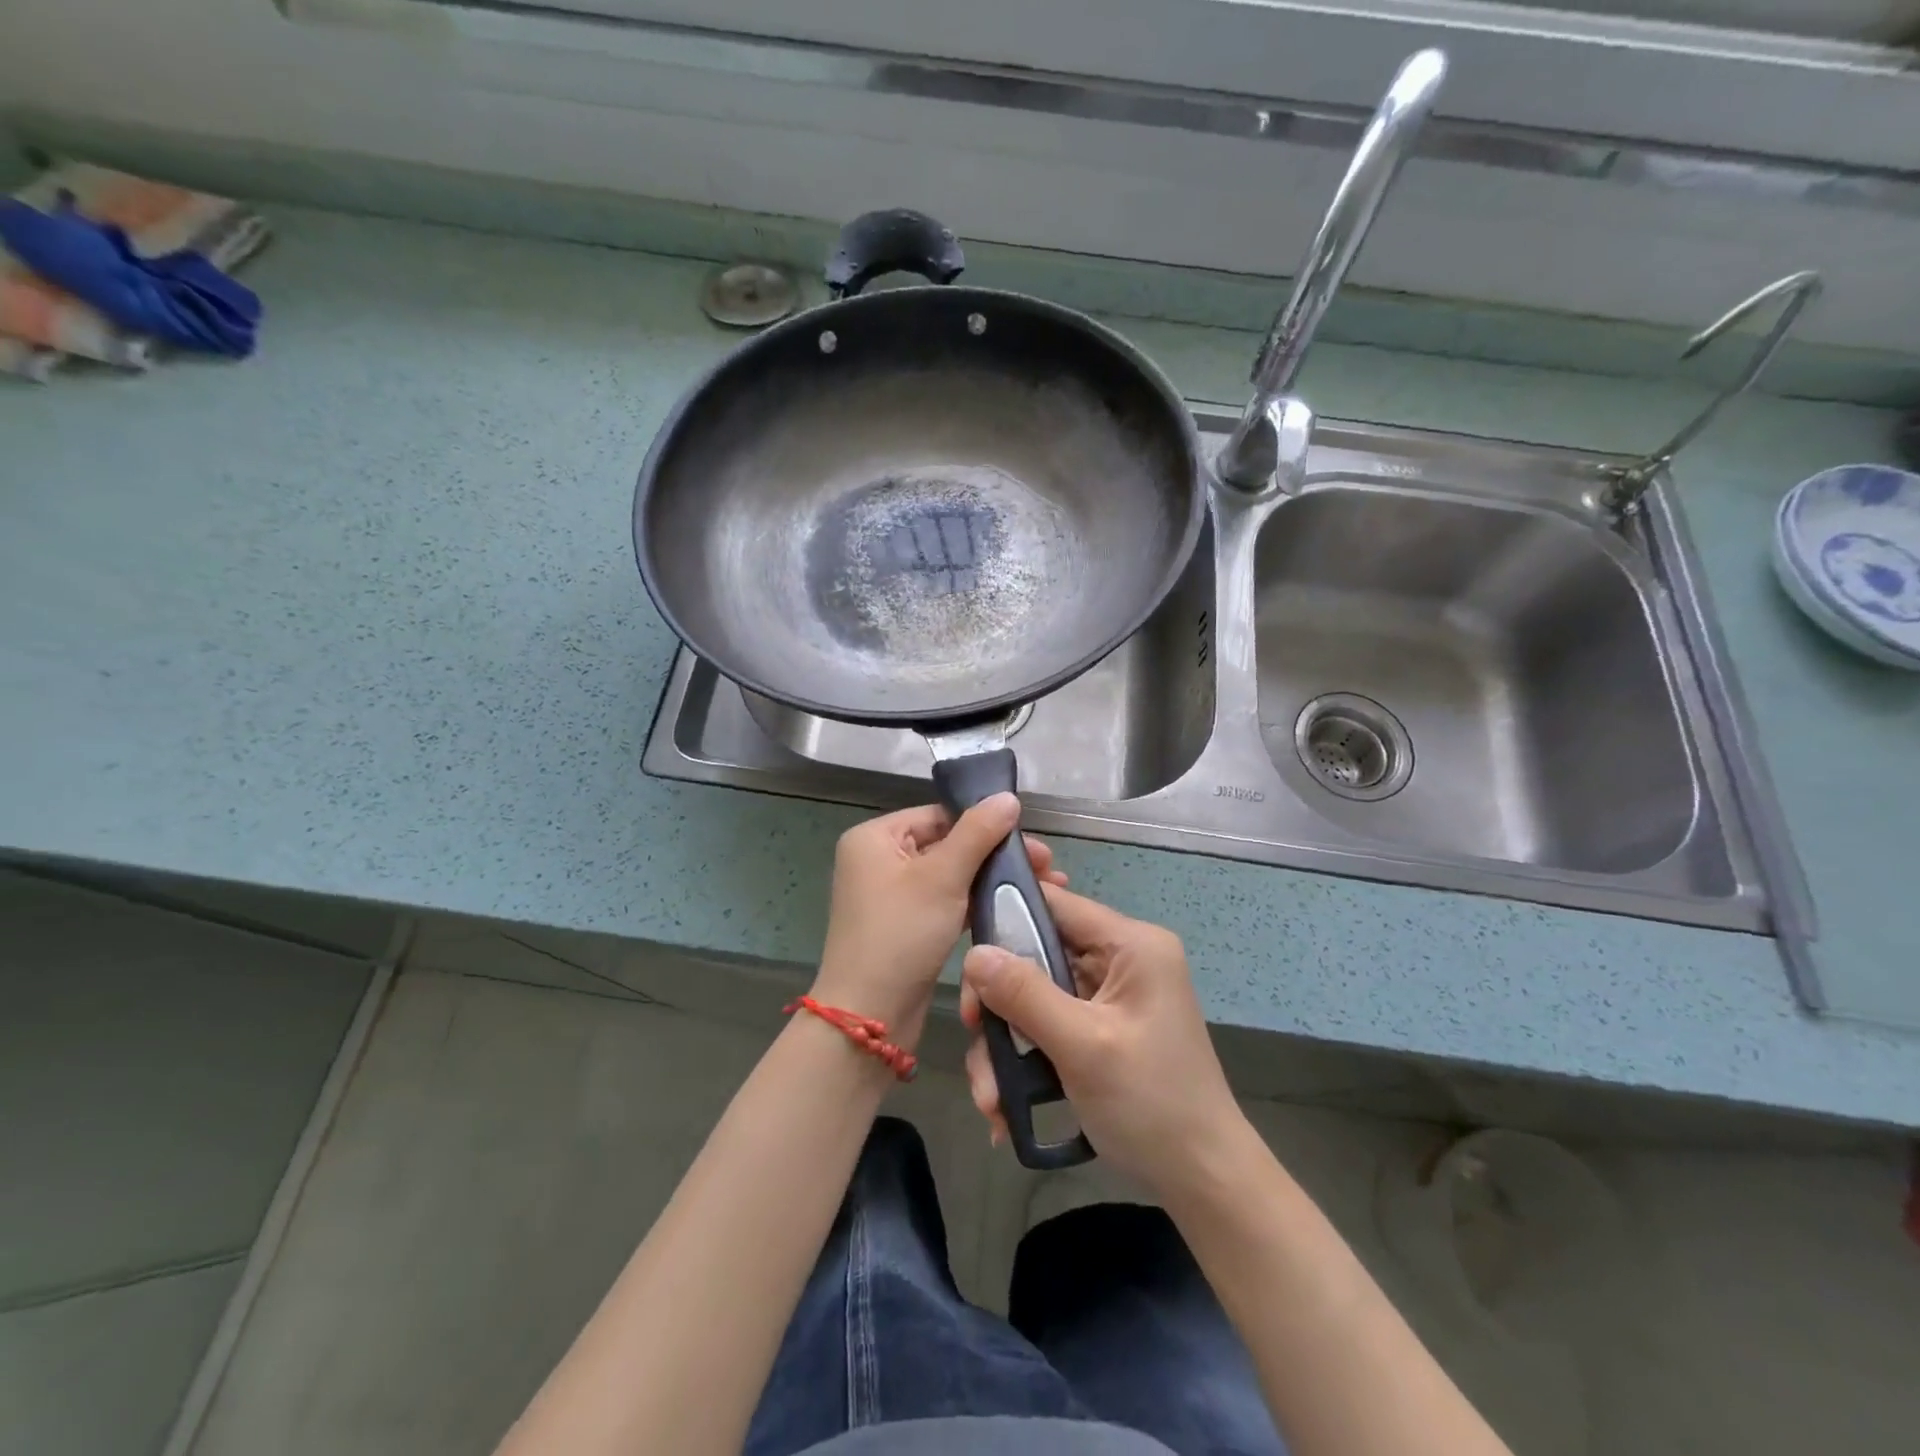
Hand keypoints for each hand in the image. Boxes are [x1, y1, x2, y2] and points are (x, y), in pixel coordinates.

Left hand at [812, 795, 1065, 1048]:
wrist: (869, 1016)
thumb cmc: (901, 934)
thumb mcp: (942, 877)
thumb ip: (977, 833)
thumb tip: (1007, 797)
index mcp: (875, 838)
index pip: (938, 815)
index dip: (984, 823)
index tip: (1030, 840)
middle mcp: (877, 860)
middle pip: (947, 843)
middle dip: (995, 854)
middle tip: (1048, 867)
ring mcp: (890, 895)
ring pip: (950, 875)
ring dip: (991, 879)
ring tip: (1042, 886)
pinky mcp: (905, 926)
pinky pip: (945, 902)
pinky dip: (975, 902)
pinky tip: (1011, 906)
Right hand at [960, 884, 1247, 1196]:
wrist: (1203, 1180)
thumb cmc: (1152, 1104)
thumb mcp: (1083, 1046)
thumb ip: (1025, 994)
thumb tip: (973, 953)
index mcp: (1131, 945)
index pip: (1056, 904)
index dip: (1006, 919)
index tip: (968, 960)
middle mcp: (1120, 959)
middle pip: (1037, 953)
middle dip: (1000, 1000)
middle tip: (973, 1035)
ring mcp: (1110, 996)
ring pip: (1035, 995)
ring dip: (1007, 1043)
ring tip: (991, 1098)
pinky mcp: (1100, 1028)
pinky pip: (1048, 1024)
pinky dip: (1025, 1059)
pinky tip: (1007, 1105)